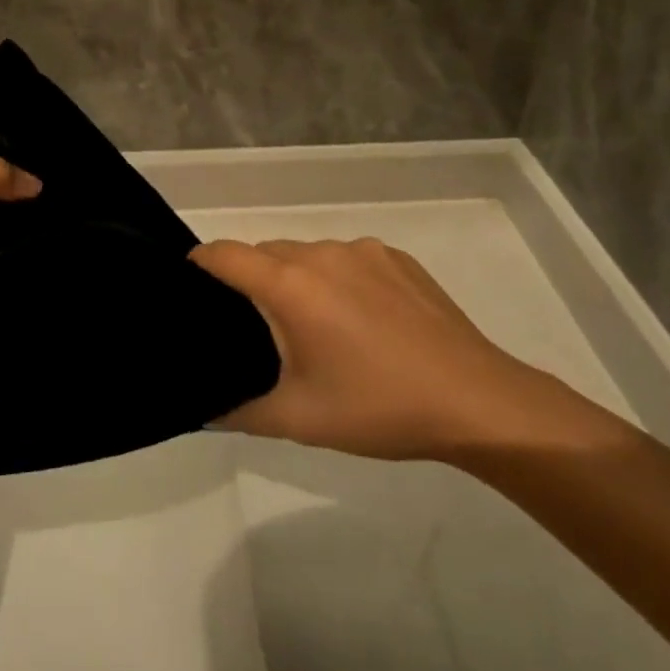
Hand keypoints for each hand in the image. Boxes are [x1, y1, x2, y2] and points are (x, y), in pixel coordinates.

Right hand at [191, 237, 536, 461]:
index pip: (222, 254)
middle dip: (250, 282)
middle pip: (263, 253)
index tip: (191, 291)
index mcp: (290, 285)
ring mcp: (362, 250)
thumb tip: (202, 409)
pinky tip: (363, 321)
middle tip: (259, 331)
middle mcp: (320, 253)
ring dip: (296, 280)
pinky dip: (337, 279)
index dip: (198, 267)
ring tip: (316, 329)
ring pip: (305, 254)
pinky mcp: (396, 256)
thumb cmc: (379, 408)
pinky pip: (346, 258)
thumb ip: (238, 412)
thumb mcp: (299, 420)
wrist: (477, 402)